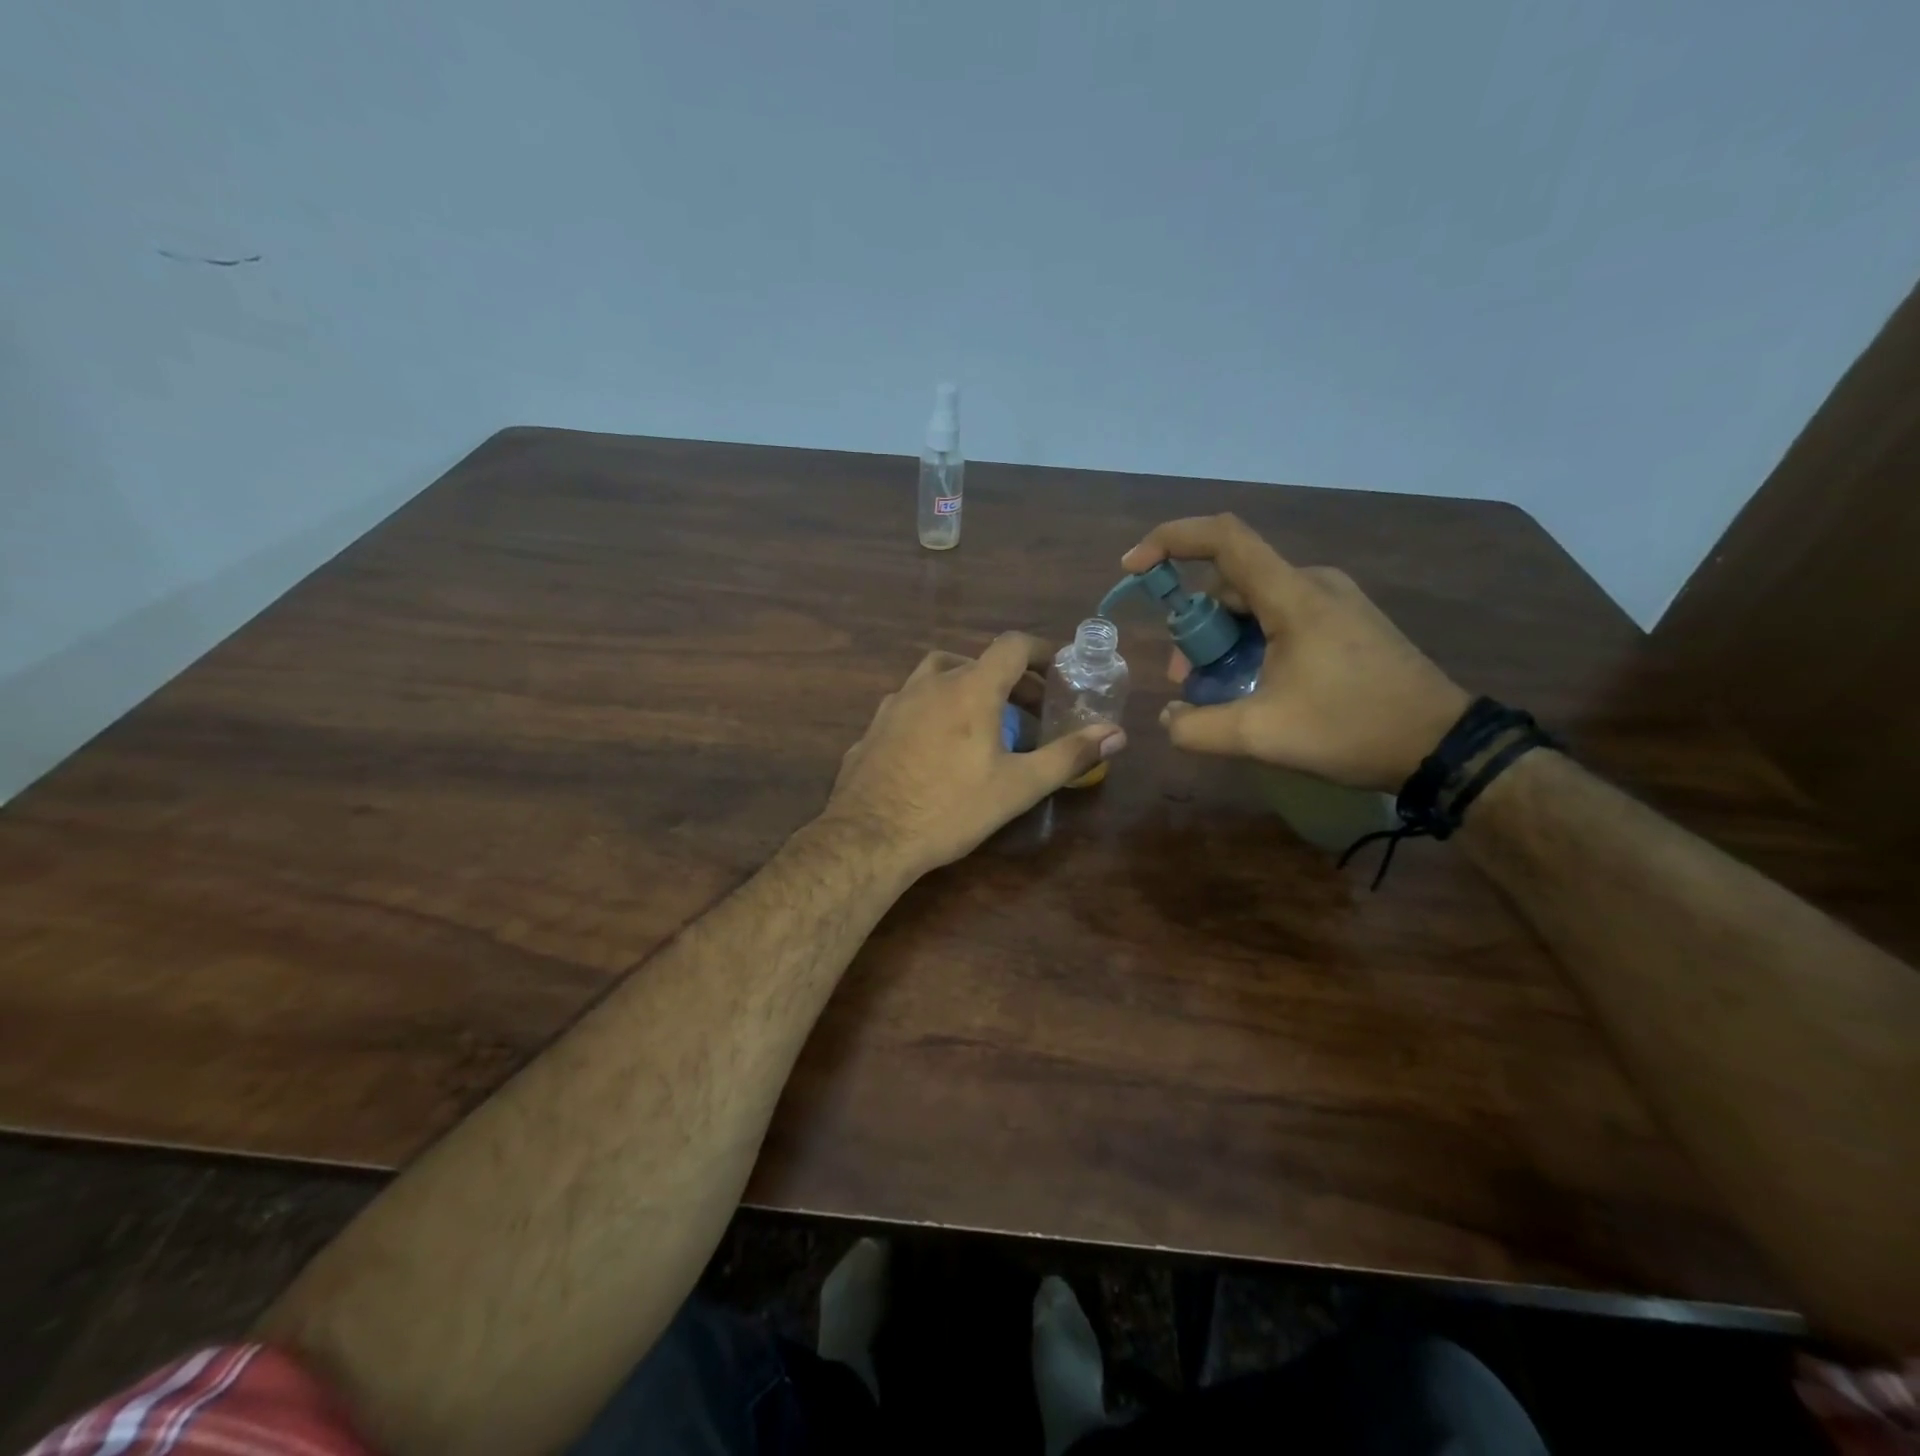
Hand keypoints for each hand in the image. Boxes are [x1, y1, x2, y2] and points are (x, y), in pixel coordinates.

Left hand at [823, 633, 1126, 878]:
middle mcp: (930, 683)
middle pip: (976, 661)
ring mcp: (895, 703)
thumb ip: (1068, 756)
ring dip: (967, 688)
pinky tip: (937, 746)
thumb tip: (1117, 734)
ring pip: (937, 677)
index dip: (1040, 651)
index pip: (1011, 646)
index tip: (1059, 669)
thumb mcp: (1018, 786)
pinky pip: (912, 705)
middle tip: (1030, 710)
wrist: (868, 837)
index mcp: (970, 688)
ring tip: (983, 723)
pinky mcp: (874, 727)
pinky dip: (934, 710)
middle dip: (1009, 680)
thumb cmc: (951, 808)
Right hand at [1122, 514, 1468, 792]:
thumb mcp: (1262, 736)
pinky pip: (1280, 617)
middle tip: (1187, 680)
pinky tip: (1254, 686)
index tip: (1133, 568)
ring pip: (1253, 604)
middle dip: (1195, 628)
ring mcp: (1333, 601)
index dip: (1169, 540)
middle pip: (1230, 584)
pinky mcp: (1345, 621)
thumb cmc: (1352, 730)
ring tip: (1218, 691)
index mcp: (1293, 596)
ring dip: (1223, 640)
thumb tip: (1168, 718)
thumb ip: (1197, 728)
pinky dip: (1251, 643)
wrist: (1442, 746)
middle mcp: (1312, 583)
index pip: (1223, 538)